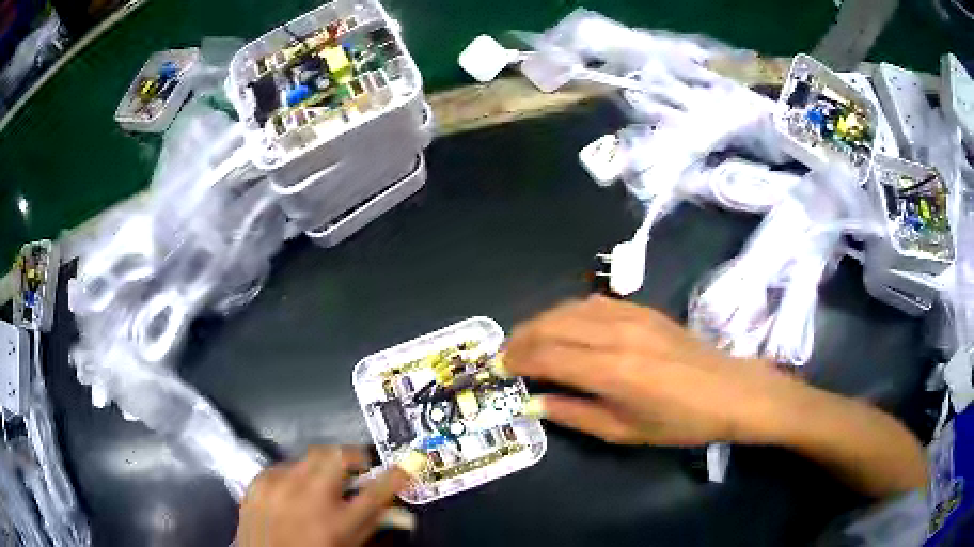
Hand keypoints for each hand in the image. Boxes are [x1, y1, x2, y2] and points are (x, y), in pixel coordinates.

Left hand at [237, 447, 413, 546]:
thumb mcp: (348, 545)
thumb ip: (373, 525)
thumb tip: (401, 510)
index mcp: (337, 523)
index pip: (377, 492)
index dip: (397, 474)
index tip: (408, 462)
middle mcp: (308, 498)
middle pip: (339, 456)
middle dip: (352, 458)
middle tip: (355, 470)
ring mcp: (279, 485)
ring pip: (311, 455)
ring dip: (324, 466)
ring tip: (321, 483)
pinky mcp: (258, 480)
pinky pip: (284, 464)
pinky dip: (295, 473)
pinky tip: (293, 491)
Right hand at [504, 295, 797, 445]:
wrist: (727, 390)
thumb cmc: (678, 422)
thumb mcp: (624, 431)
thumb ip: (575, 414)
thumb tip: (535, 402)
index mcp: (611, 371)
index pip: (548, 356)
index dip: (518, 359)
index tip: (500, 368)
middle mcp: (616, 335)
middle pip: (552, 326)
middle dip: (522, 337)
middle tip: (507, 353)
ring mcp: (631, 316)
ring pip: (570, 309)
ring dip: (542, 321)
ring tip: (528, 339)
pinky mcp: (643, 309)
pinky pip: (594, 302)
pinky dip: (570, 312)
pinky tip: (565, 324)